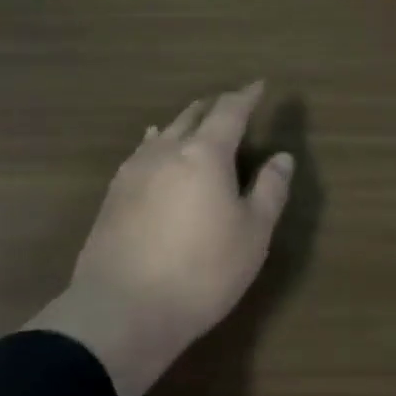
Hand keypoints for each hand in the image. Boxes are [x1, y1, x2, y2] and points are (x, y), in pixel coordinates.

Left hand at [29, 82, 293, 395]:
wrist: (122, 311)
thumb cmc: (202, 272)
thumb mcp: (253, 235)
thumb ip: (270, 190)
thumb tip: (282, 157)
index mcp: (205, 154)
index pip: (229, 112)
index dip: (246, 96)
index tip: (259, 85)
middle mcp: (167, 151)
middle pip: (193, 116)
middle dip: (214, 106)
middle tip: (230, 103)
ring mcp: (134, 171)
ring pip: (163, 131)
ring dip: (184, 121)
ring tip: (195, 118)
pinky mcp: (113, 195)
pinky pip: (141, 152)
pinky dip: (157, 142)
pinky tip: (153, 147)